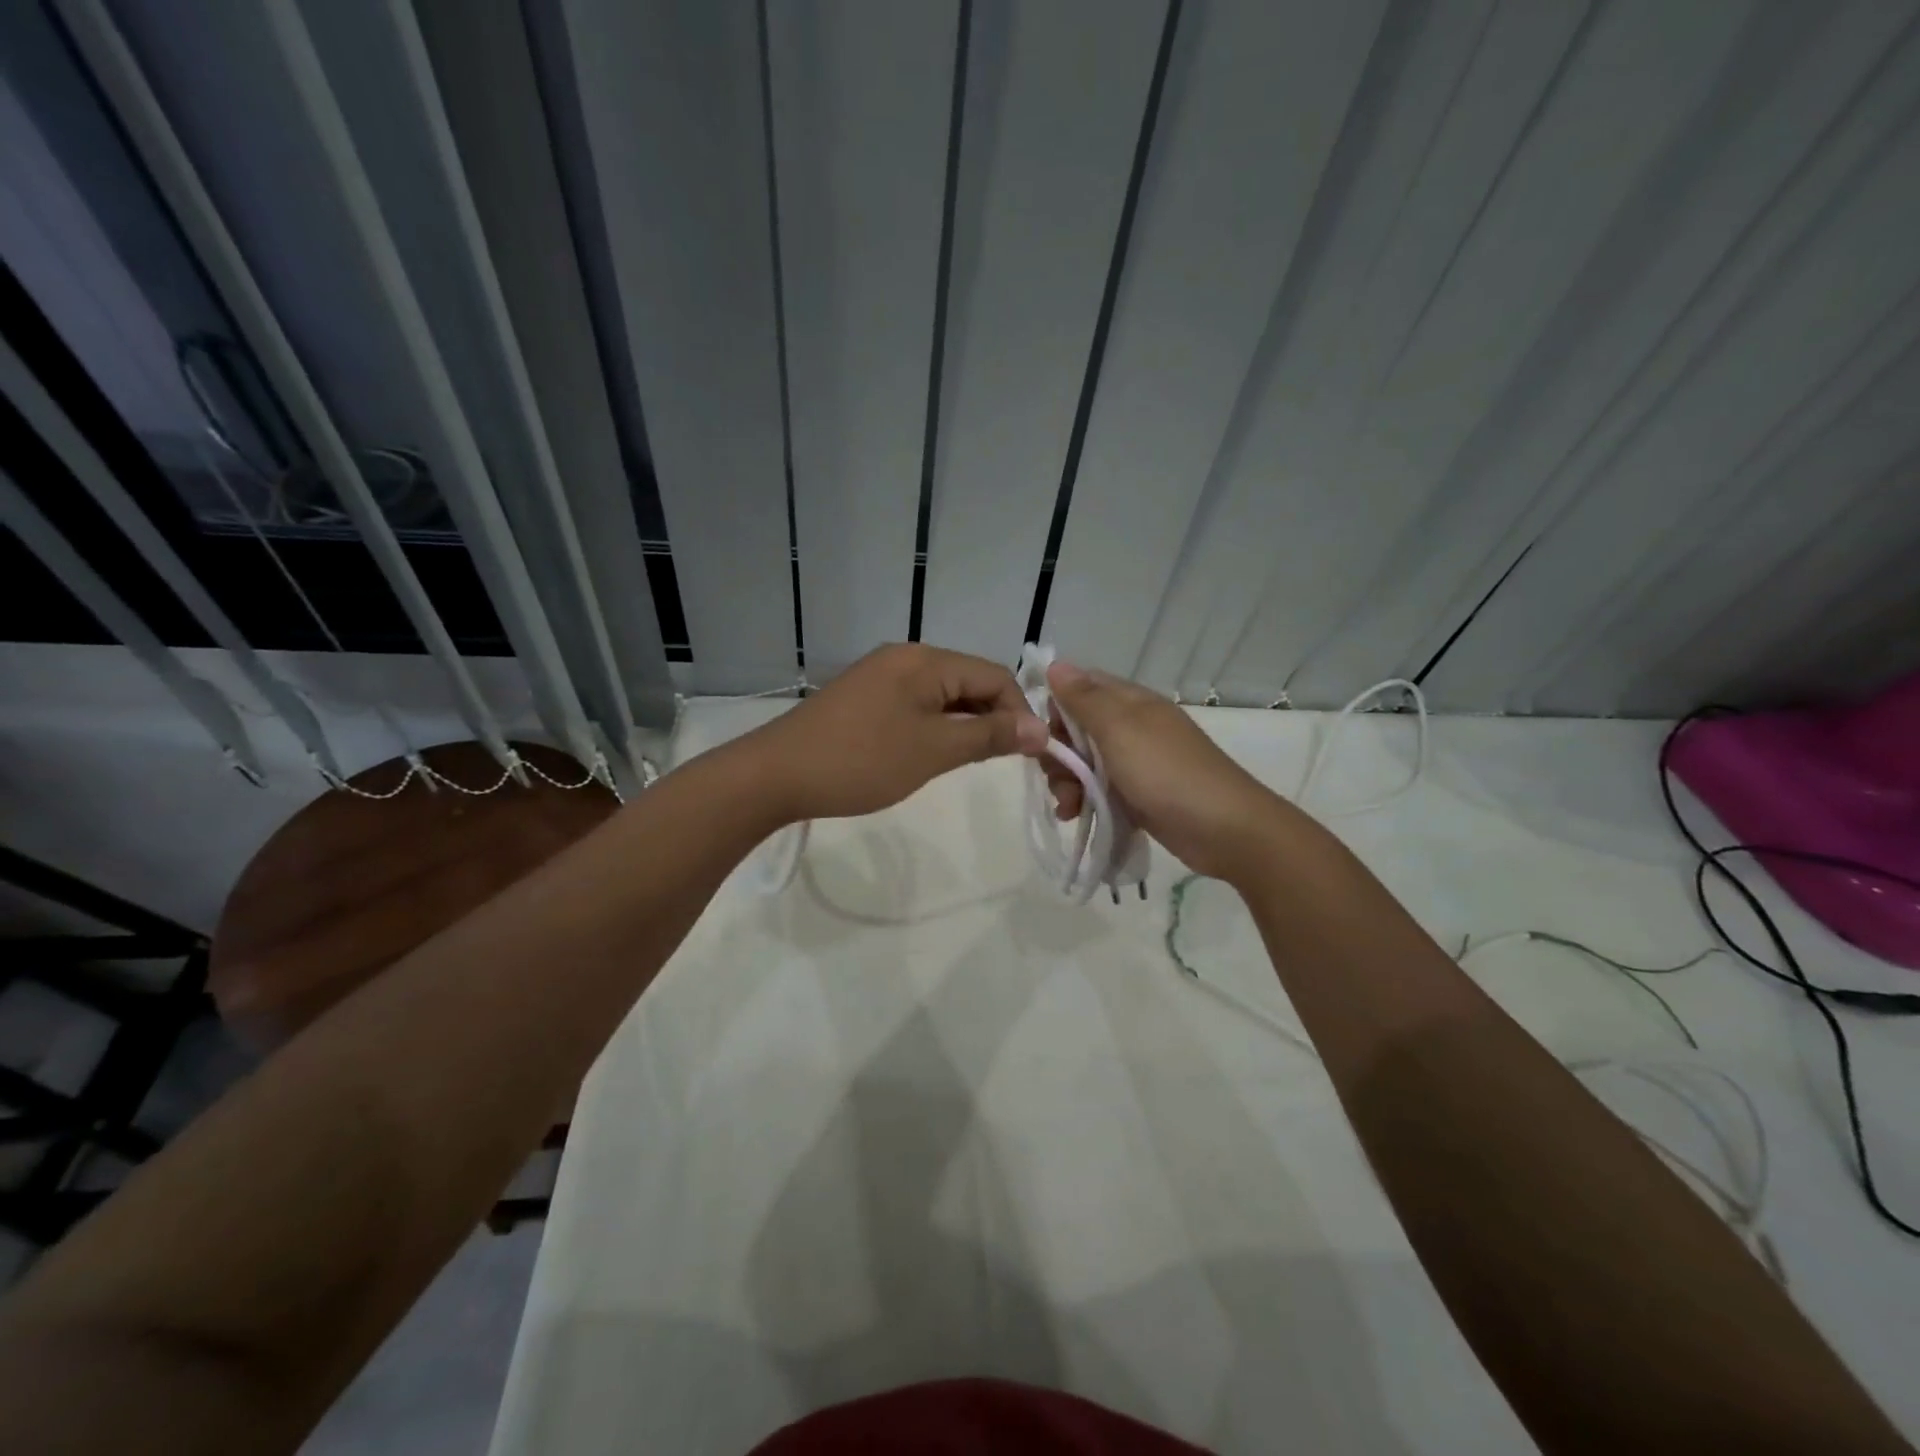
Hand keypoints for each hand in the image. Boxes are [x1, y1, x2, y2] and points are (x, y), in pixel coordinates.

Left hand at [743, 644, 1048, 822]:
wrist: (776, 774)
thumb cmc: (861, 761)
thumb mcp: (933, 751)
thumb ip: (989, 736)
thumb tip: (1041, 730)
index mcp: (925, 660)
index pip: (995, 675)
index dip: (1020, 712)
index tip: (1030, 755)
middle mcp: (906, 657)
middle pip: (970, 681)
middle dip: (994, 718)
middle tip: (1002, 762)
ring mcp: (882, 675)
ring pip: (944, 695)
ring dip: (965, 724)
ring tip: (970, 762)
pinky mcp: (866, 697)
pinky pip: (917, 704)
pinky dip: (936, 726)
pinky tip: (934, 754)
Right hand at [1041, 661, 1287, 881]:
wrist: (1224, 830)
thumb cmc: (1167, 773)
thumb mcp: (1119, 729)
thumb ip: (1084, 699)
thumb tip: (1056, 664)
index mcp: (1130, 702)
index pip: (1080, 688)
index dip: (1057, 708)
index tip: (1045, 736)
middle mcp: (1132, 727)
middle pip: (1077, 729)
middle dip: (1059, 753)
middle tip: (1059, 777)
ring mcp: (1136, 763)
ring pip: (1084, 763)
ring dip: (1067, 782)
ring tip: (1068, 807)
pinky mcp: (1137, 795)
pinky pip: (1098, 790)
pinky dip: (1083, 801)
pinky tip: (1074, 817)